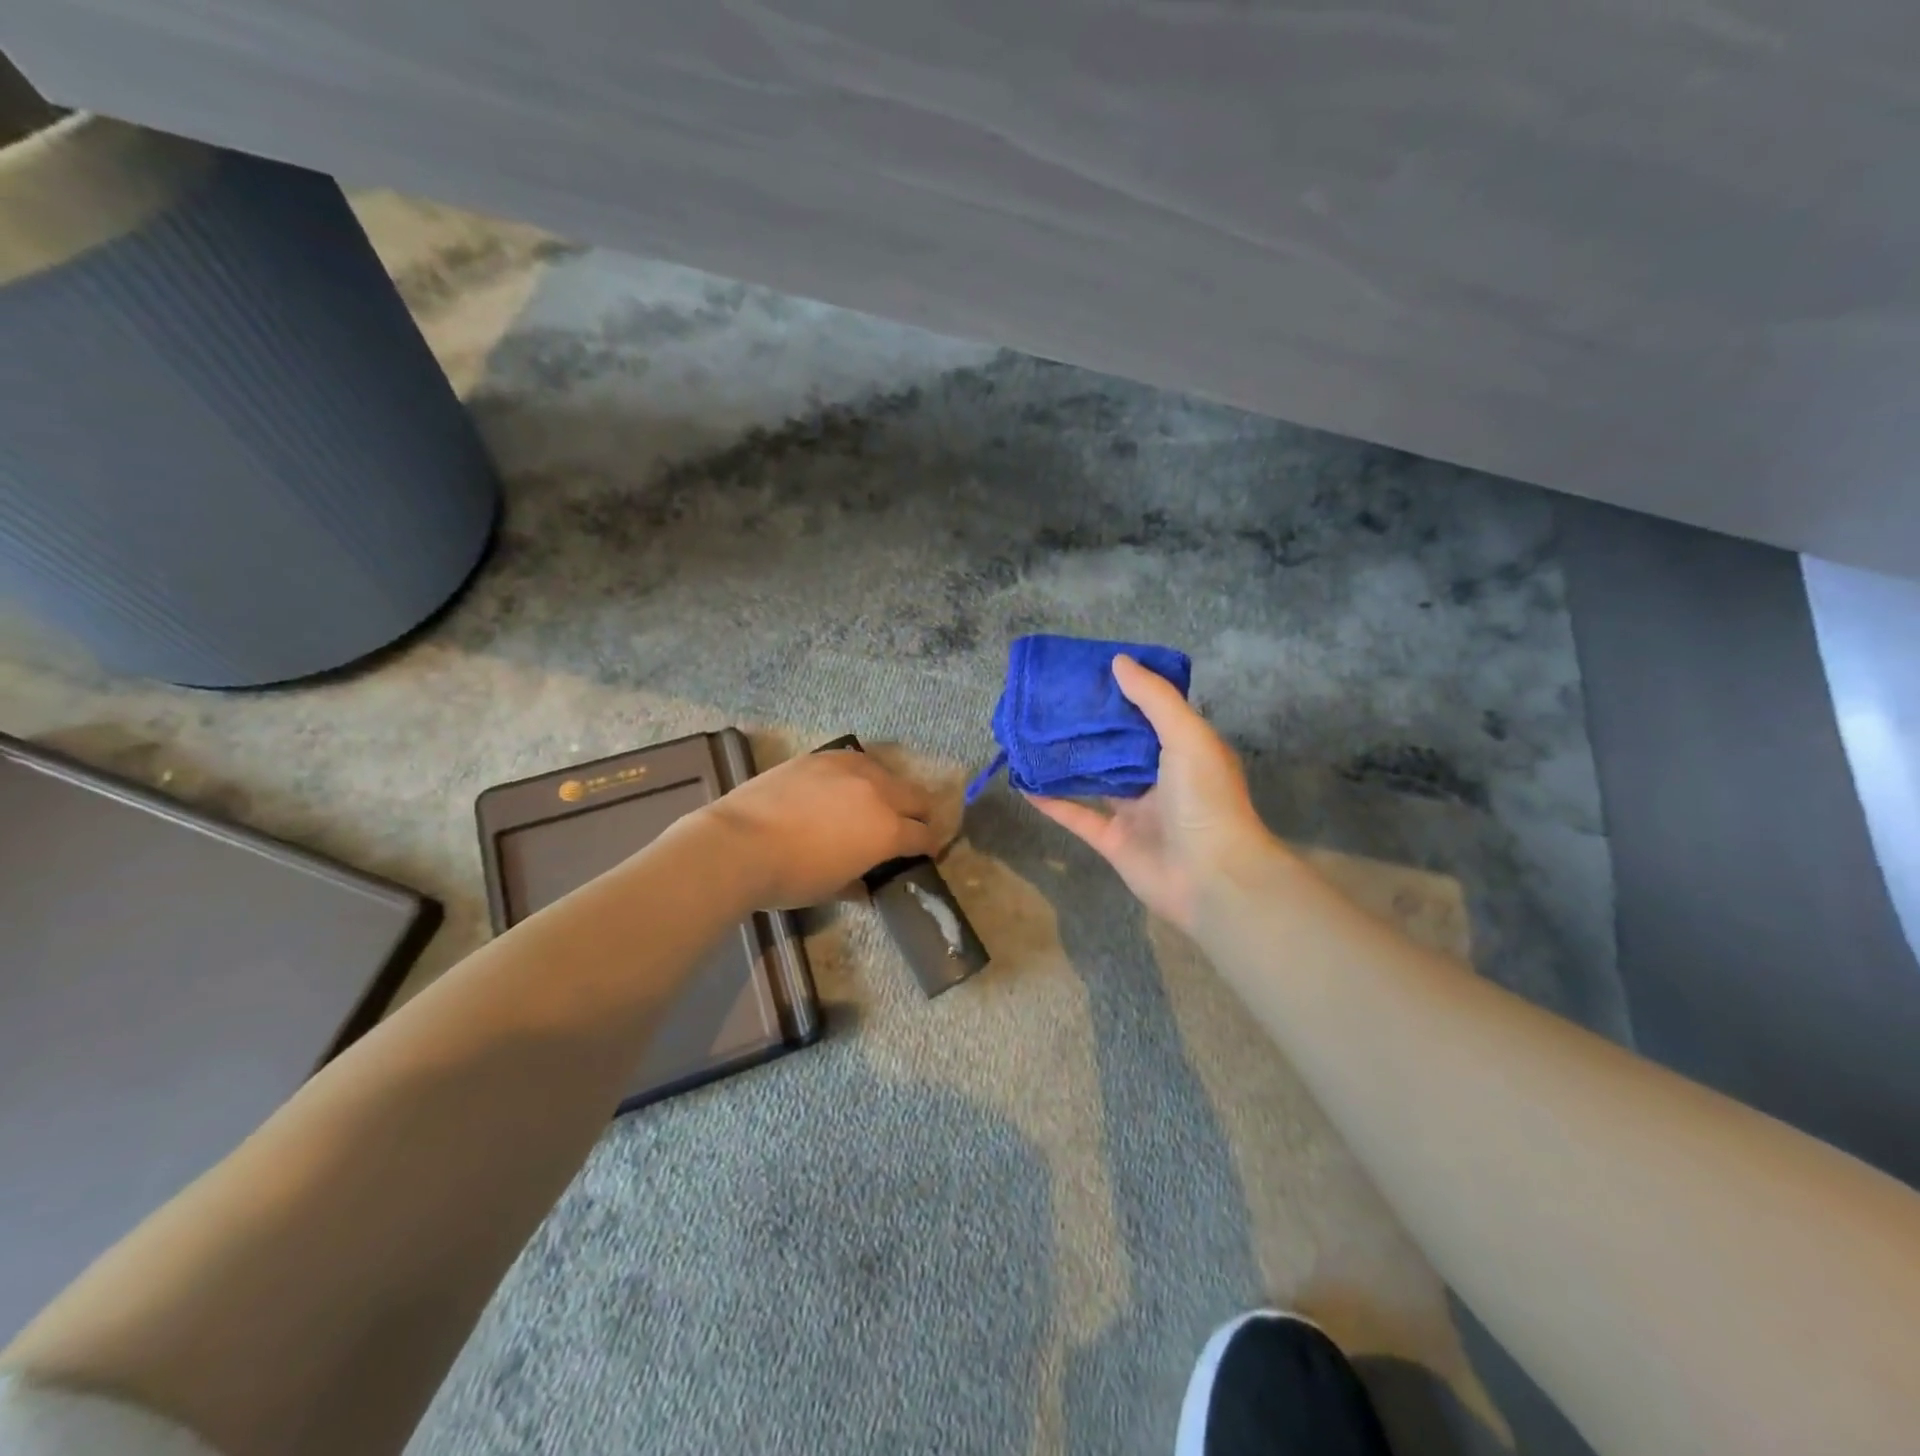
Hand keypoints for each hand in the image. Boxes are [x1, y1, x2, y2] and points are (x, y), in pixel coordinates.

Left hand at [700, 749, 940, 908]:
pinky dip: (858, 775)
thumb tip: (866, 887)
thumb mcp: (832, 889)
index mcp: (887, 831)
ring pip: (886, 773)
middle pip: (916, 796)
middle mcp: (878, 792)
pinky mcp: (821, 757)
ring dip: (890, 790)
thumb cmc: (791, 877)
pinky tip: (843, 786)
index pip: (924, 835)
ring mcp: (849, 768)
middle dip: (919, 814)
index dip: (929, 846)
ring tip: (875, 803)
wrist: (740, 844)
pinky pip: (853, 761)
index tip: (926, 852)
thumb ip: (858, 883)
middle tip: (909, 827)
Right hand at [1027, 655, 1273, 931]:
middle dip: (1089, 725)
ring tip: (1032, 737)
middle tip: (1051, 702)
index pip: (1150, 714)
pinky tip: (1024, 783)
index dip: (1123, 693)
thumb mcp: (1187, 736)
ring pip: (1094, 779)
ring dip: (1066, 761)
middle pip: (1117, 746)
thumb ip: (1154, 698)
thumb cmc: (1205, 799)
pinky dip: (1051, 801)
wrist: (1211, 878)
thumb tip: (1118, 661)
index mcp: (1183, 751)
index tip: (1089, 673)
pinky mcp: (1112, 840)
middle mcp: (1159, 778)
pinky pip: (1077, 816)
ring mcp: (1135, 811)